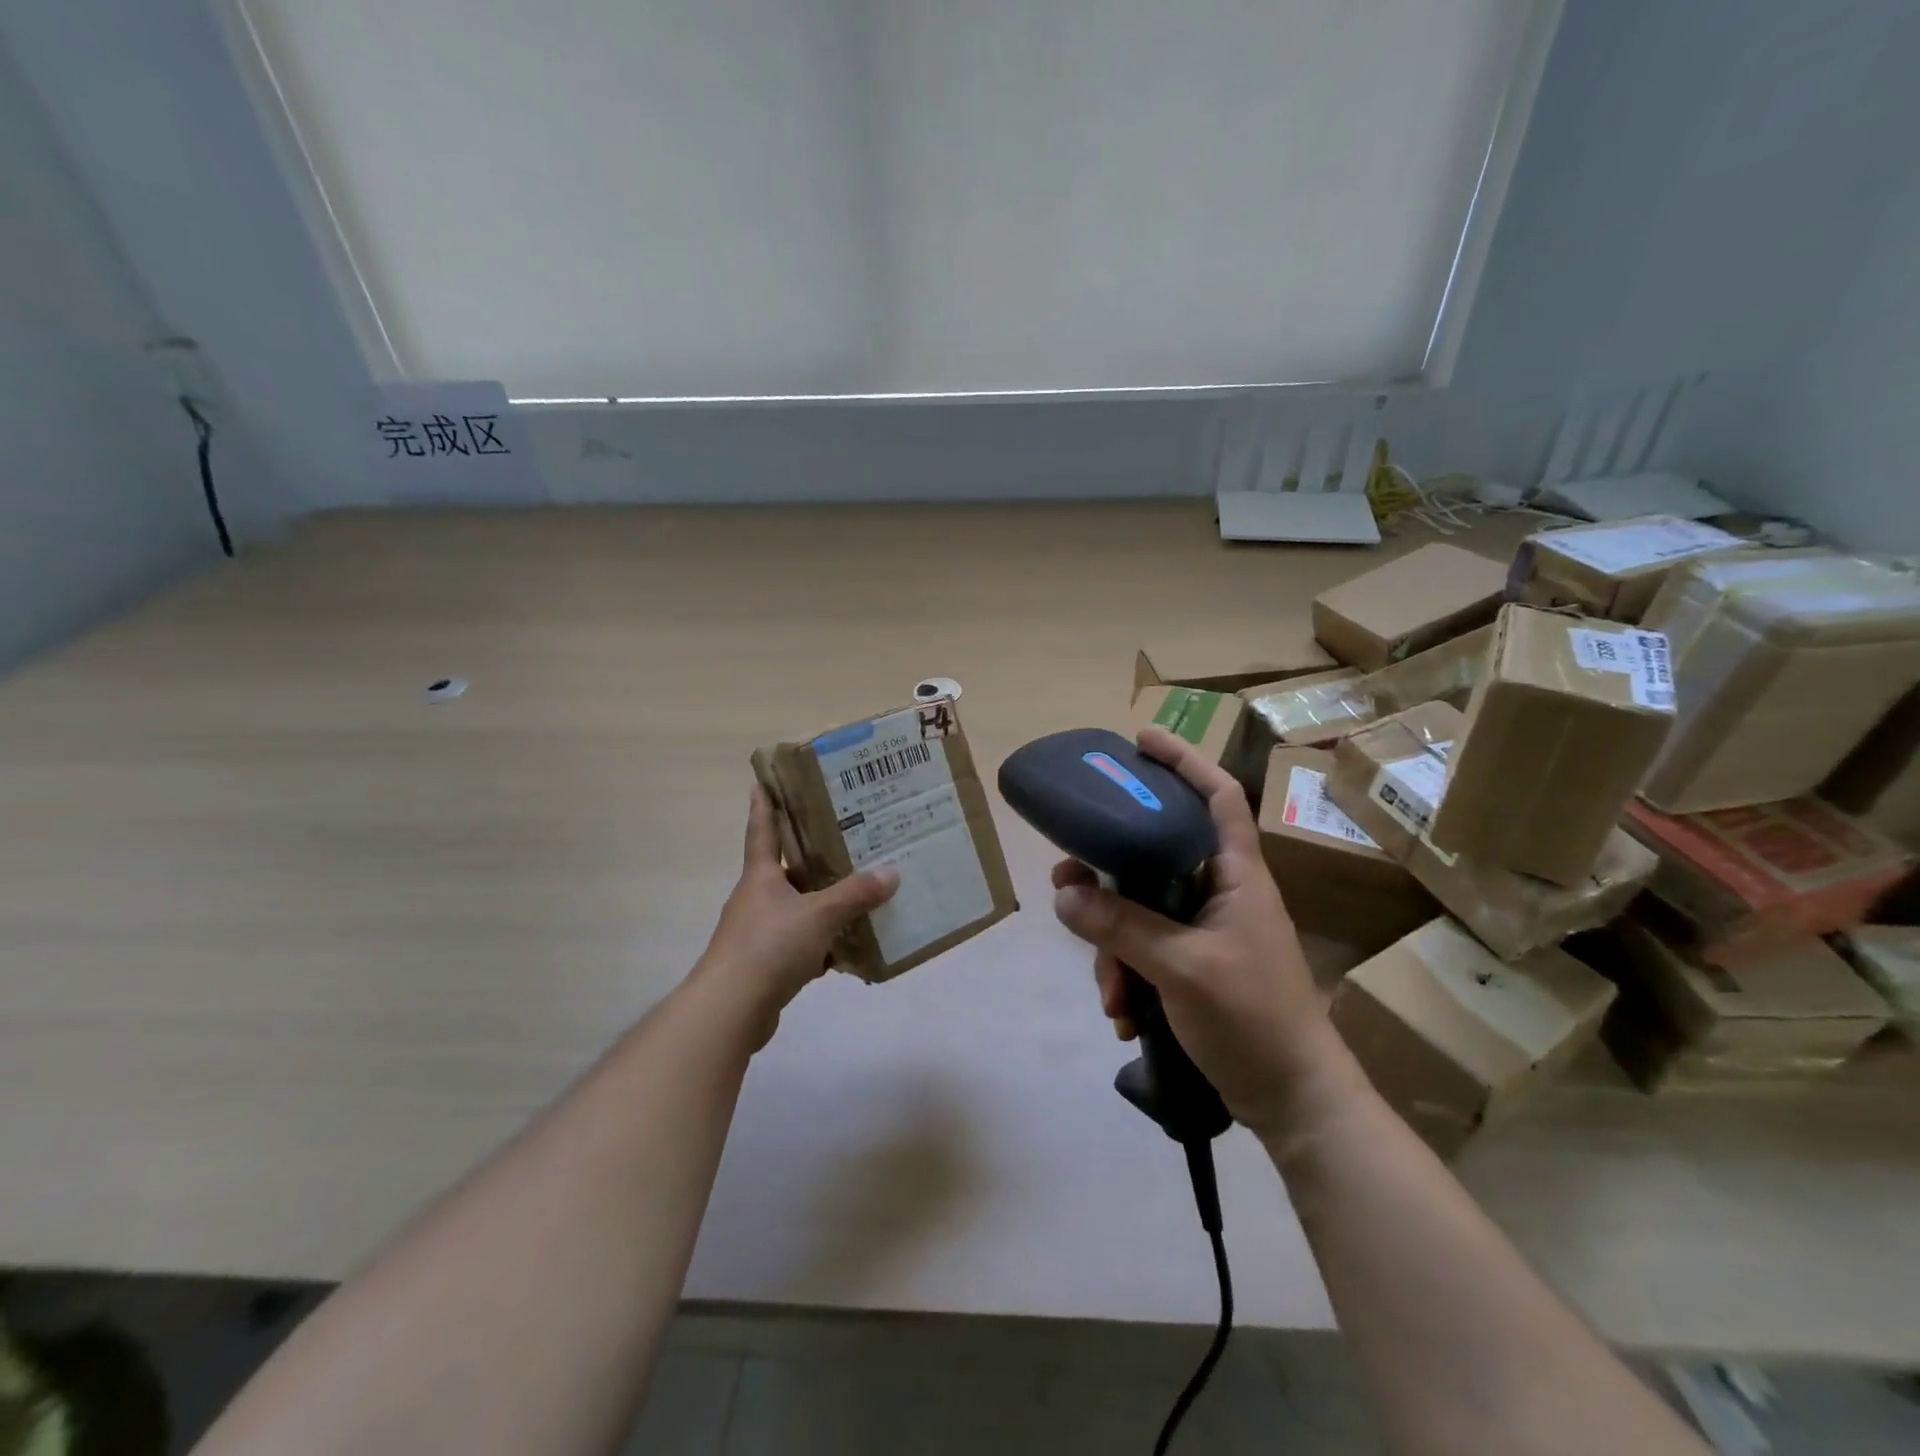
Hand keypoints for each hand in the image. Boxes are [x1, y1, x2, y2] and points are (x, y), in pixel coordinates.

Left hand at [691, 786, 898, 1049]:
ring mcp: (759, 933)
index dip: (764, 806)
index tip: (763, 781)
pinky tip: (851, 948)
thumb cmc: (769, 947)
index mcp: (761, 876)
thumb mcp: (818, 915)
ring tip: (861, 894)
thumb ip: (855, 895)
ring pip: (799, 910)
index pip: (763, 830)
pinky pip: (802, 945)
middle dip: (814, 858)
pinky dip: (824, 945)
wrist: (730, 1011)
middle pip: (788, 871)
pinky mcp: (766, 965)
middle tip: (848, 840)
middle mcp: (757, 899)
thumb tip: (891, 872)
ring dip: (824, 905)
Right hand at [1051, 727, 1337, 1136]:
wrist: (1294, 1101)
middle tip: (1067, 879)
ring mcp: (1205, 931)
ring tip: (1110, 994)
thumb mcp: (1183, 967)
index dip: (1184, 761)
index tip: (1140, 741)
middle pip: (1155, 855)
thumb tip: (1065, 893)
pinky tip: (1124, 1015)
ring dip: (1114, 947)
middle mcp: (1220, 892)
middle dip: (1109, 873)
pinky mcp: (1192, 965)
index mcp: (1237, 875)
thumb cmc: (1254, 1018)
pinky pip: (1144, 950)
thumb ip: (1122, 927)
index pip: (1218, 796)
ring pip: (1140, 910)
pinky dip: (1127, 975)